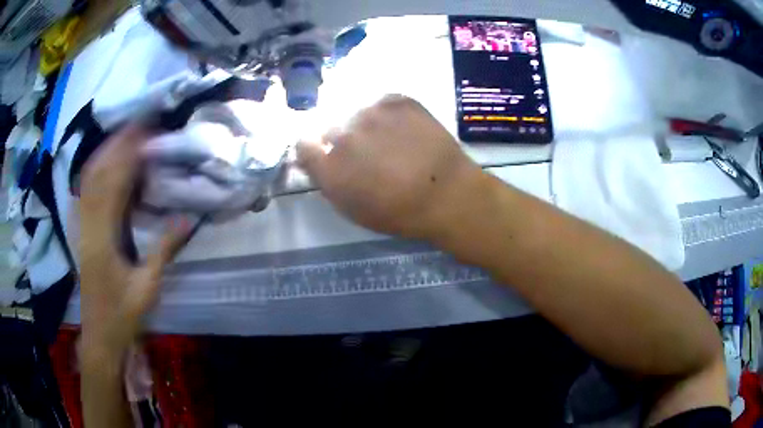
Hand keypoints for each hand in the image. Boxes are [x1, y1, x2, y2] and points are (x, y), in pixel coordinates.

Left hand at [78, 125, 189, 357]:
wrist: (99, 334)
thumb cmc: (122, 314)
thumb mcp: (147, 286)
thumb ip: (164, 249)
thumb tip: (187, 216)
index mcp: (102, 237)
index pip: (114, 182)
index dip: (130, 152)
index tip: (148, 130)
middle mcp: (87, 223)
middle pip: (97, 171)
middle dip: (118, 142)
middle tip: (141, 122)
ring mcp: (81, 225)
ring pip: (89, 178)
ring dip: (107, 151)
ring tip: (127, 134)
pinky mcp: (81, 230)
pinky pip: (86, 191)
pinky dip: (98, 169)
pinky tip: (109, 162)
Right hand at [296, 95, 484, 240]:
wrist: (447, 193)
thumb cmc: (399, 212)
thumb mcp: (352, 209)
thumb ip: (326, 180)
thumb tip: (316, 158)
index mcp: (329, 166)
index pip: (303, 143)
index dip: (314, 149)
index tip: (326, 155)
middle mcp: (343, 134)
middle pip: (330, 127)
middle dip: (342, 140)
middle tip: (367, 152)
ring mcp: (370, 112)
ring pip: (356, 113)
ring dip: (365, 125)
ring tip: (390, 140)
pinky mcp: (396, 99)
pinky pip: (381, 103)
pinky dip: (387, 114)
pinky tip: (404, 129)